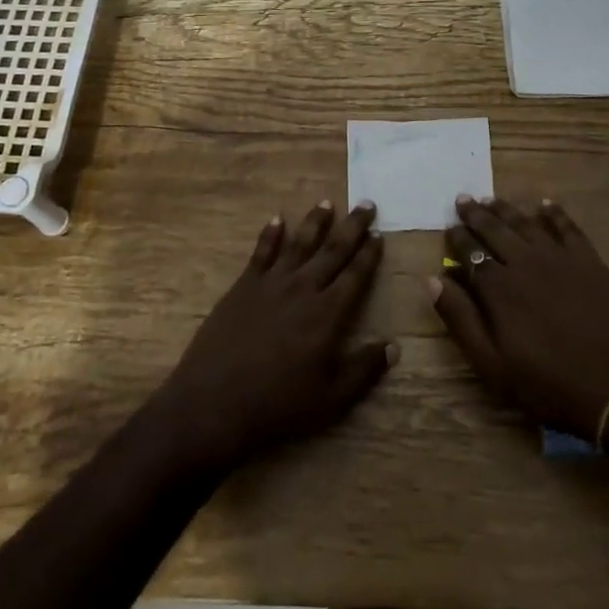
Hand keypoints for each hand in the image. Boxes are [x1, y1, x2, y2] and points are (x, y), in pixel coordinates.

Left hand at [154, 201, 393, 473]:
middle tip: (366, 204)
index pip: (356, 274)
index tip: (379, 234)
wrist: (214, 404)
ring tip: (327, 203)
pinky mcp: (243, 287)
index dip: (369, 253)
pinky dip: (270, 234)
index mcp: (328, 313)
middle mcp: (303, 288)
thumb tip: (394, 346)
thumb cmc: (278, 405)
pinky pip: (261, 253)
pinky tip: (277, 219)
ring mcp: (271, 284)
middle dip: (352, 226)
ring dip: (315, 222)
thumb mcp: (331, 399)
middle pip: (333, 250)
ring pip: (299, 243)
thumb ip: (364, 370)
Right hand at [431, 197, 608, 439]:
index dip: (457, 238)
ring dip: (506, 209)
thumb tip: (433, 279)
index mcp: (499, 288)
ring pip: (526, 224)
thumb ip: (460, 319)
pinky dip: (554, 213)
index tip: (448, 227)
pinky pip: (568, 228)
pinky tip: (545, 203)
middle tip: (463, 199)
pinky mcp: (589, 261)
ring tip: (491, 199)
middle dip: (476, 214)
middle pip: (495, 230)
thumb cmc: (547, 383)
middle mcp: (526, 262)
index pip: (470, 253)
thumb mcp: (492, 364)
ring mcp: (560, 258)